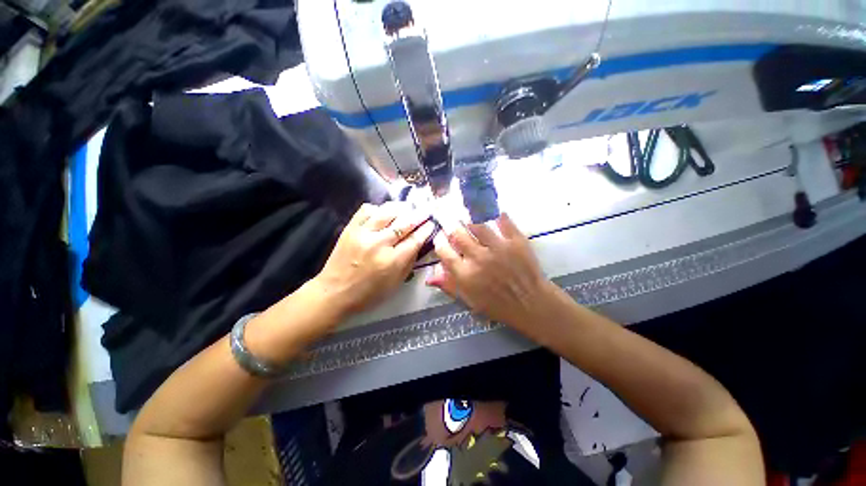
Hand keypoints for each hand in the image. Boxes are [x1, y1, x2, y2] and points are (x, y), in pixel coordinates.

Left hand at [314, 202, 435, 316]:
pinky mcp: (350, 229)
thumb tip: (419, 243)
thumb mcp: (396, 283)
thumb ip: (409, 262)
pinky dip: (377, 208)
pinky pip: (366, 210)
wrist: (334, 292)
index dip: (426, 229)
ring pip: (386, 212)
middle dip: (419, 214)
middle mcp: (379, 244)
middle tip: (426, 210)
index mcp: (393, 261)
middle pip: (404, 223)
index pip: (415, 239)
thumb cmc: (369, 293)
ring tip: (407, 207)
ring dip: (401, 207)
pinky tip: (383, 212)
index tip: (432, 223)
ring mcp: (363, 234)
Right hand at [426, 213, 555, 339]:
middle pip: (458, 235)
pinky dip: (499, 216)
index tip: (440, 239)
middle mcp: (479, 258)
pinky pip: (504, 221)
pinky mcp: (515, 241)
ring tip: (469, 221)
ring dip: (471, 222)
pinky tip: (495, 215)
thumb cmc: (498, 305)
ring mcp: (498, 247)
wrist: (532, 304)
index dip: (440, 244)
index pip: (444, 252)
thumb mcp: (470, 301)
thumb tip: (430, 277)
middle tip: (452, 226)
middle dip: (452, 228)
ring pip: (478, 225)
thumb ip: (450, 286)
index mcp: (465, 275)